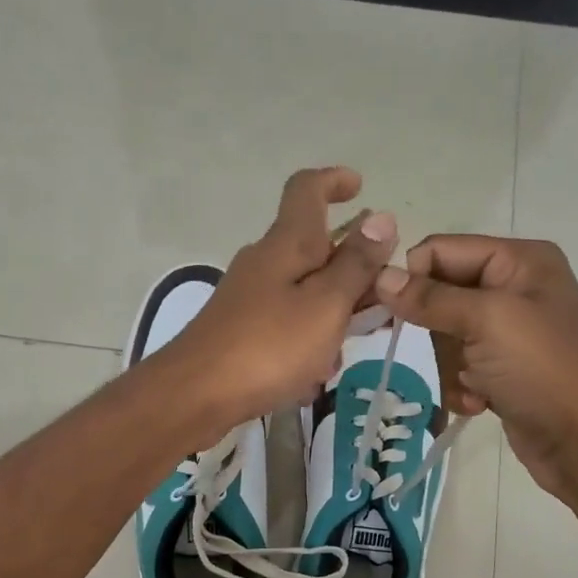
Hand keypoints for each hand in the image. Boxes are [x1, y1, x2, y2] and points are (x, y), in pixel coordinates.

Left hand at [161, 166, 394, 428]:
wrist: (195, 395)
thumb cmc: (268, 347)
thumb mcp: (325, 305)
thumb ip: (356, 265)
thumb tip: (381, 217)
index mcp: (286, 244)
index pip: (307, 190)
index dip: (334, 181)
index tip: (360, 189)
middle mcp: (263, 263)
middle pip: (313, 250)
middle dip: (351, 273)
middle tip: (380, 305)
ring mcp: (247, 299)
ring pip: (303, 294)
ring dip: (330, 317)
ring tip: (342, 353)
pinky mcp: (239, 332)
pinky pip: (284, 327)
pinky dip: (305, 344)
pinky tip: (310, 379)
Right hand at [372, 236, 577, 497]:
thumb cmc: (543, 370)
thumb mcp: (486, 323)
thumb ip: (431, 298)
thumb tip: (379, 277)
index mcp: (519, 260)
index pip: (442, 250)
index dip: (412, 279)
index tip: (388, 315)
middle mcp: (514, 288)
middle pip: (440, 296)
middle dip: (438, 334)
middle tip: (455, 357)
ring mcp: (509, 331)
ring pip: (445, 337)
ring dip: (450, 368)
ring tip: (472, 388)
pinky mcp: (503, 368)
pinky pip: (459, 366)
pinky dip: (461, 386)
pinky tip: (479, 403)